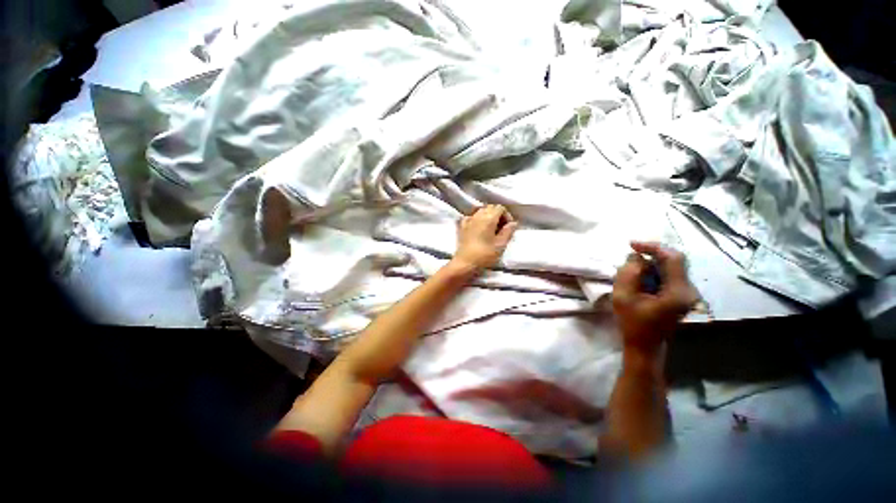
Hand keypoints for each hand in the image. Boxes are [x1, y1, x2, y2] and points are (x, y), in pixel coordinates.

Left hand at [451, 204, 517, 273]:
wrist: (465, 263)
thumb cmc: (485, 255)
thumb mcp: (501, 244)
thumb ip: (508, 231)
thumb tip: (513, 223)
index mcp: (489, 218)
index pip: (500, 208)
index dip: (507, 216)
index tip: (508, 227)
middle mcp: (478, 215)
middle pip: (490, 207)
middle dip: (498, 215)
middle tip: (501, 228)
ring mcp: (468, 220)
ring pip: (480, 211)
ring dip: (487, 216)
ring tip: (491, 229)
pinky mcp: (462, 226)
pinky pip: (471, 217)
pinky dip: (476, 219)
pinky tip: (478, 228)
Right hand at [612, 241, 697, 356]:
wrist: (645, 345)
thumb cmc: (632, 323)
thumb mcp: (623, 297)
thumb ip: (629, 273)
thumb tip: (636, 257)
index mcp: (678, 292)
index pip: (672, 258)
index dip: (653, 247)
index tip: (631, 245)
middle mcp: (688, 290)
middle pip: (675, 260)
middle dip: (652, 253)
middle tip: (632, 253)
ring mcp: (687, 294)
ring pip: (672, 266)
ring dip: (653, 262)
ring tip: (633, 266)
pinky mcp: (681, 296)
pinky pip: (670, 274)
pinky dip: (655, 270)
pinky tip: (641, 275)